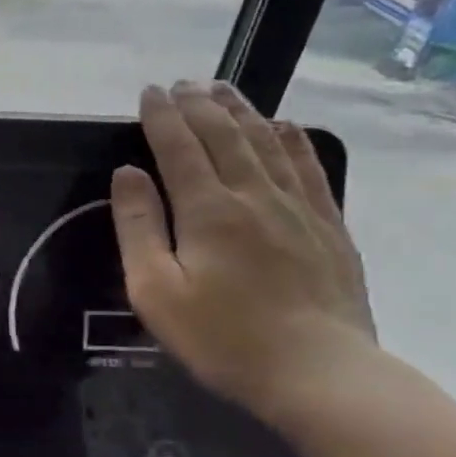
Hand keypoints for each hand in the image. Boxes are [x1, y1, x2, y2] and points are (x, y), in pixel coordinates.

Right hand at [111, 81, 376, 416]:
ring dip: (241, 111)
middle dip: (198, 104)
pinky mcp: (328, 225)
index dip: (162, 115)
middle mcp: (254, 194)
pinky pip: (308, 167)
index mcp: (208, 209)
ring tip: (223, 89)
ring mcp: (298, 207)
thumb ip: (138, 226)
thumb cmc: (222, 337)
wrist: (319, 373)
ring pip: (266, 141)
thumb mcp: (155, 290)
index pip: (178, 146)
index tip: (149, 91)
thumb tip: (127, 173)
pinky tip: (283, 125)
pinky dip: (291, 139)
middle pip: (223, 134)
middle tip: (181, 83)